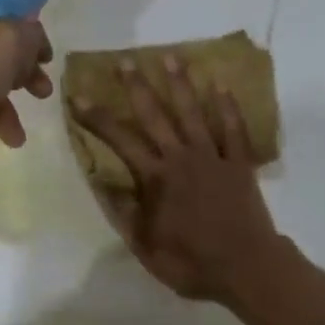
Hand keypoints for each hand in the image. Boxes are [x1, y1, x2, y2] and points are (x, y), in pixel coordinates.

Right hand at [70, 55, 283, 303]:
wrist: (245, 268)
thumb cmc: (191, 262)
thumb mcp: (145, 247)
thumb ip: (125, 212)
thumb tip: (104, 183)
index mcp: (156, 178)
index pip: (120, 140)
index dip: (97, 118)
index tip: (79, 96)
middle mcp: (181, 157)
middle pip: (155, 115)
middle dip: (137, 87)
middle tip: (125, 61)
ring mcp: (212, 156)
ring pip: (193, 113)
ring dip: (181, 84)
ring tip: (171, 57)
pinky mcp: (238, 162)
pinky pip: (233, 129)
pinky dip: (228, 107)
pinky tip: (221, 85)